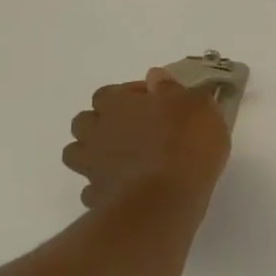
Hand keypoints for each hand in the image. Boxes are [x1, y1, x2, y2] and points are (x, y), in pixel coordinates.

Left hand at [62, 69, 231, 210]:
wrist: (166, 199)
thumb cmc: (186, 143)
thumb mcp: (197, 106)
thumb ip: (173, 89)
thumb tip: (155, 76)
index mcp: (118, 104)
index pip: (109, 92)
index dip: (130, 94)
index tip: (155, 101)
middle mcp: (97, 131)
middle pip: (86, 121)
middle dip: (105, 121)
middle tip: (136, 128)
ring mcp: (92, 166)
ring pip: (78, 153)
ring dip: (96, 151)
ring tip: (126, 157)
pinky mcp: (96, 196)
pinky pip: (93, 186)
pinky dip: (105, 184)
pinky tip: (127, 186)